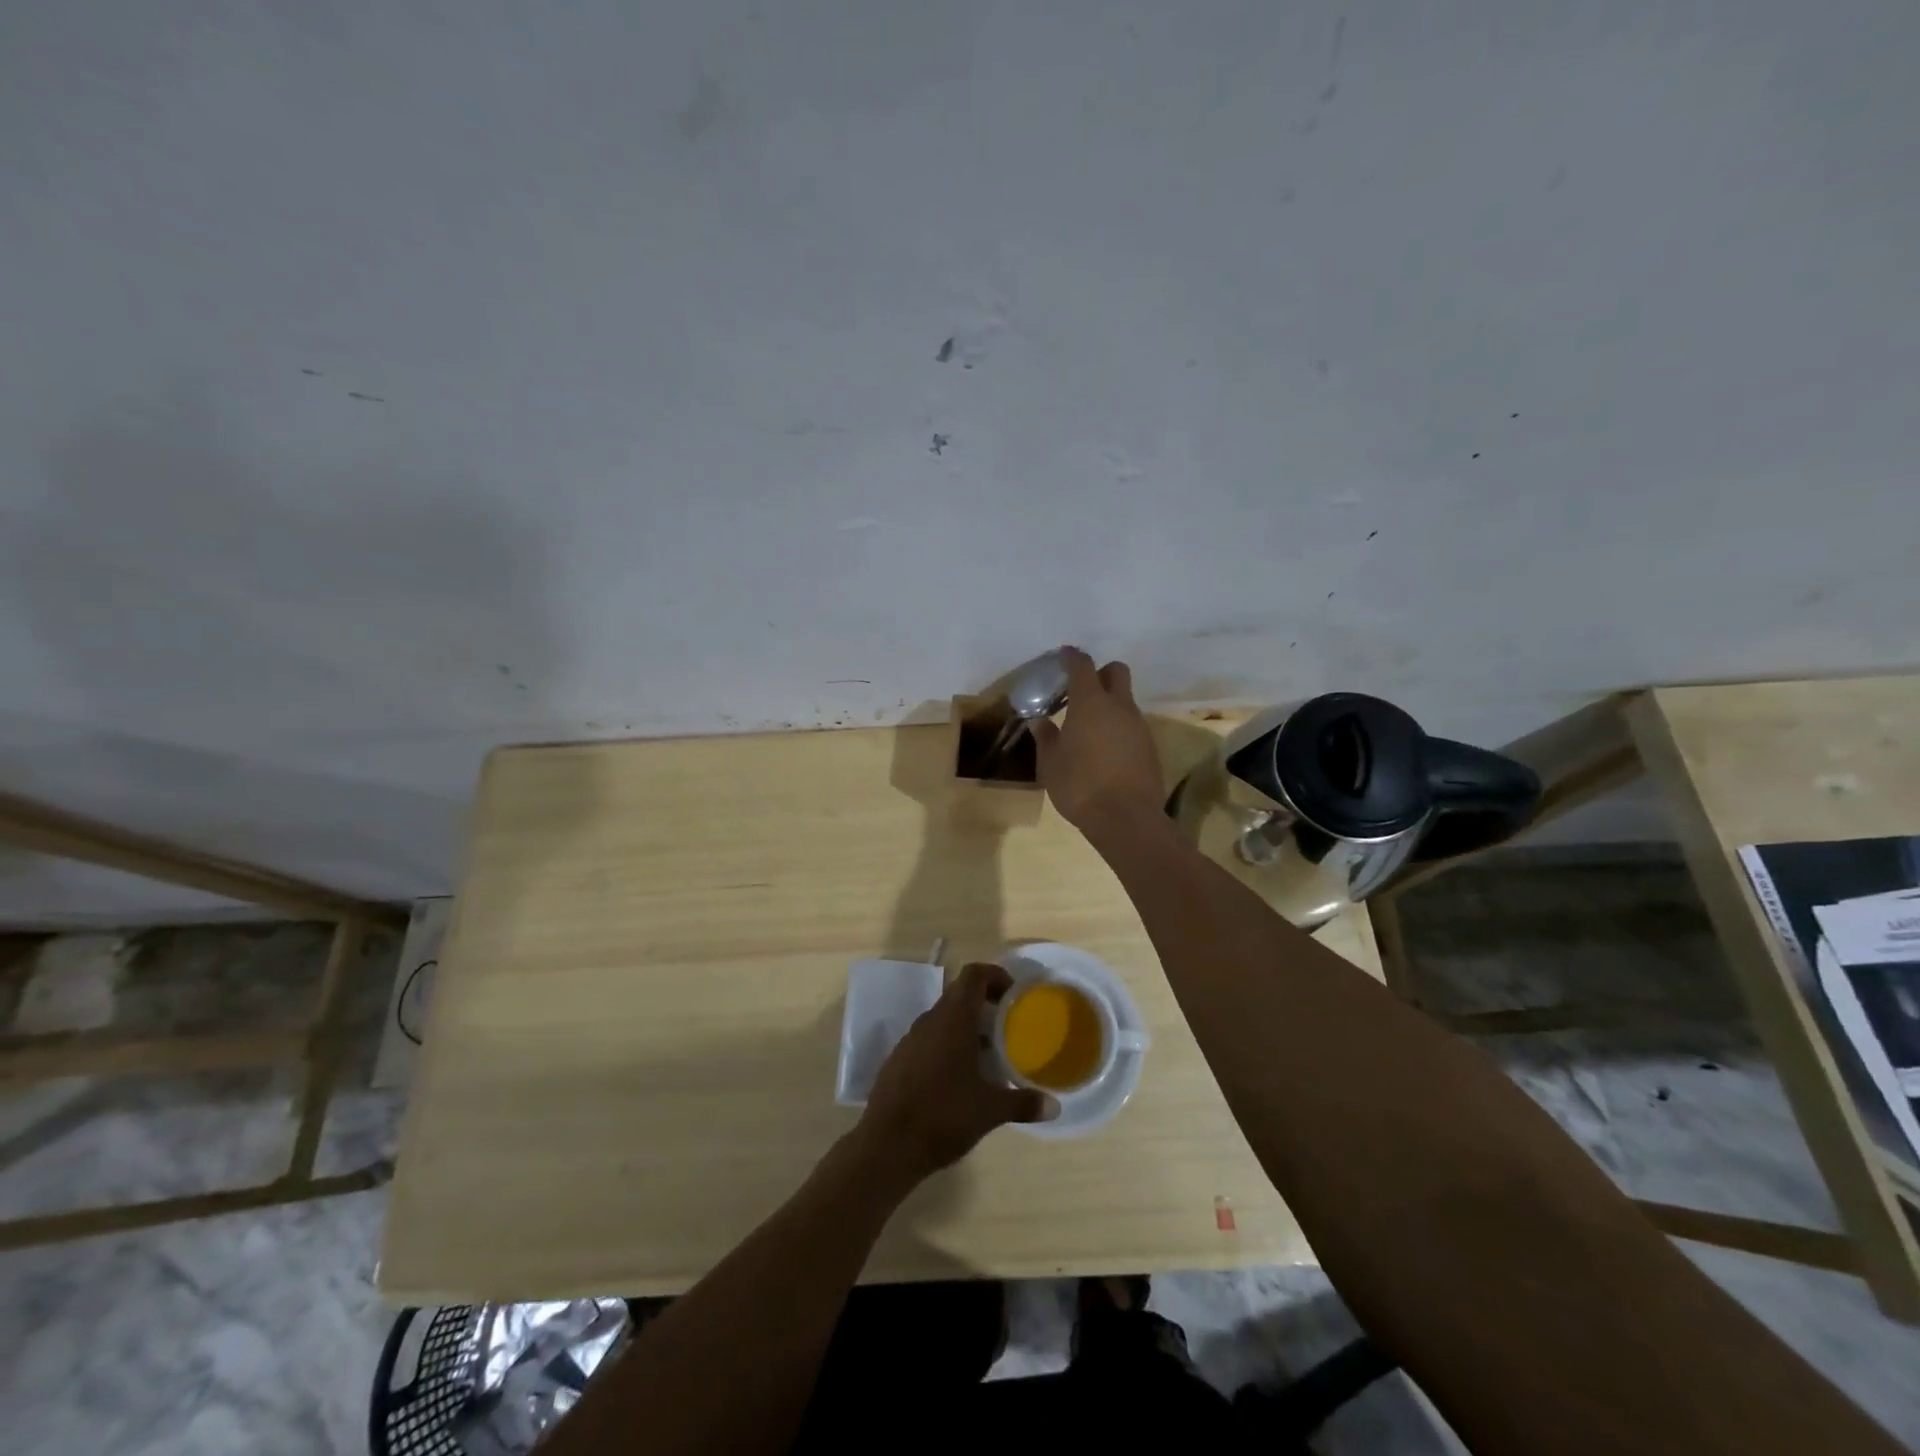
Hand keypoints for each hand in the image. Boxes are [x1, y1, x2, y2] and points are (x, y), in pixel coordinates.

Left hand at [857, 963, 1055, 1187]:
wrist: (887, 1145)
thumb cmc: (943, 1116)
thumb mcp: (990, 1111)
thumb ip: (1023, 1103)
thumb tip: (1054, 1106)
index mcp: (953, 1019)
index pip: (973, 975)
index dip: (995, 975)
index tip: (1014, 994)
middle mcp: (930, 1020)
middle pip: (959, 995)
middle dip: (985, 1003)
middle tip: (1008, 1025)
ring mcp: (910, 1039)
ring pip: (943, 1018)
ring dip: (966, 1026)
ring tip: (988, 1053)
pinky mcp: (898, 1060)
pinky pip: (928, 1039)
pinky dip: (947, 1045)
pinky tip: (959, 1077)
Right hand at [1029, 647, 1164, 836]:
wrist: (1127, 819)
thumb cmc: (1080, 786)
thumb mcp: (1051, 764)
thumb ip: (1047, 738)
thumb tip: (1041, 721)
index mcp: (1091, 703)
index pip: (1082, 666)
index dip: (1072, 657)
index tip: (1063, 656)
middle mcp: (1119, 706)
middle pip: (1116, 671)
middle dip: (1100, 673)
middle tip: (1081, 690)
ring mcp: (1139, 725)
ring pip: (1126, 700)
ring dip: (1110, 704)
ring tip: (1089, 726)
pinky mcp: (1150, 746)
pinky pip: (1132, 725)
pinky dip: (1119, 727)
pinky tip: (1105, 749)